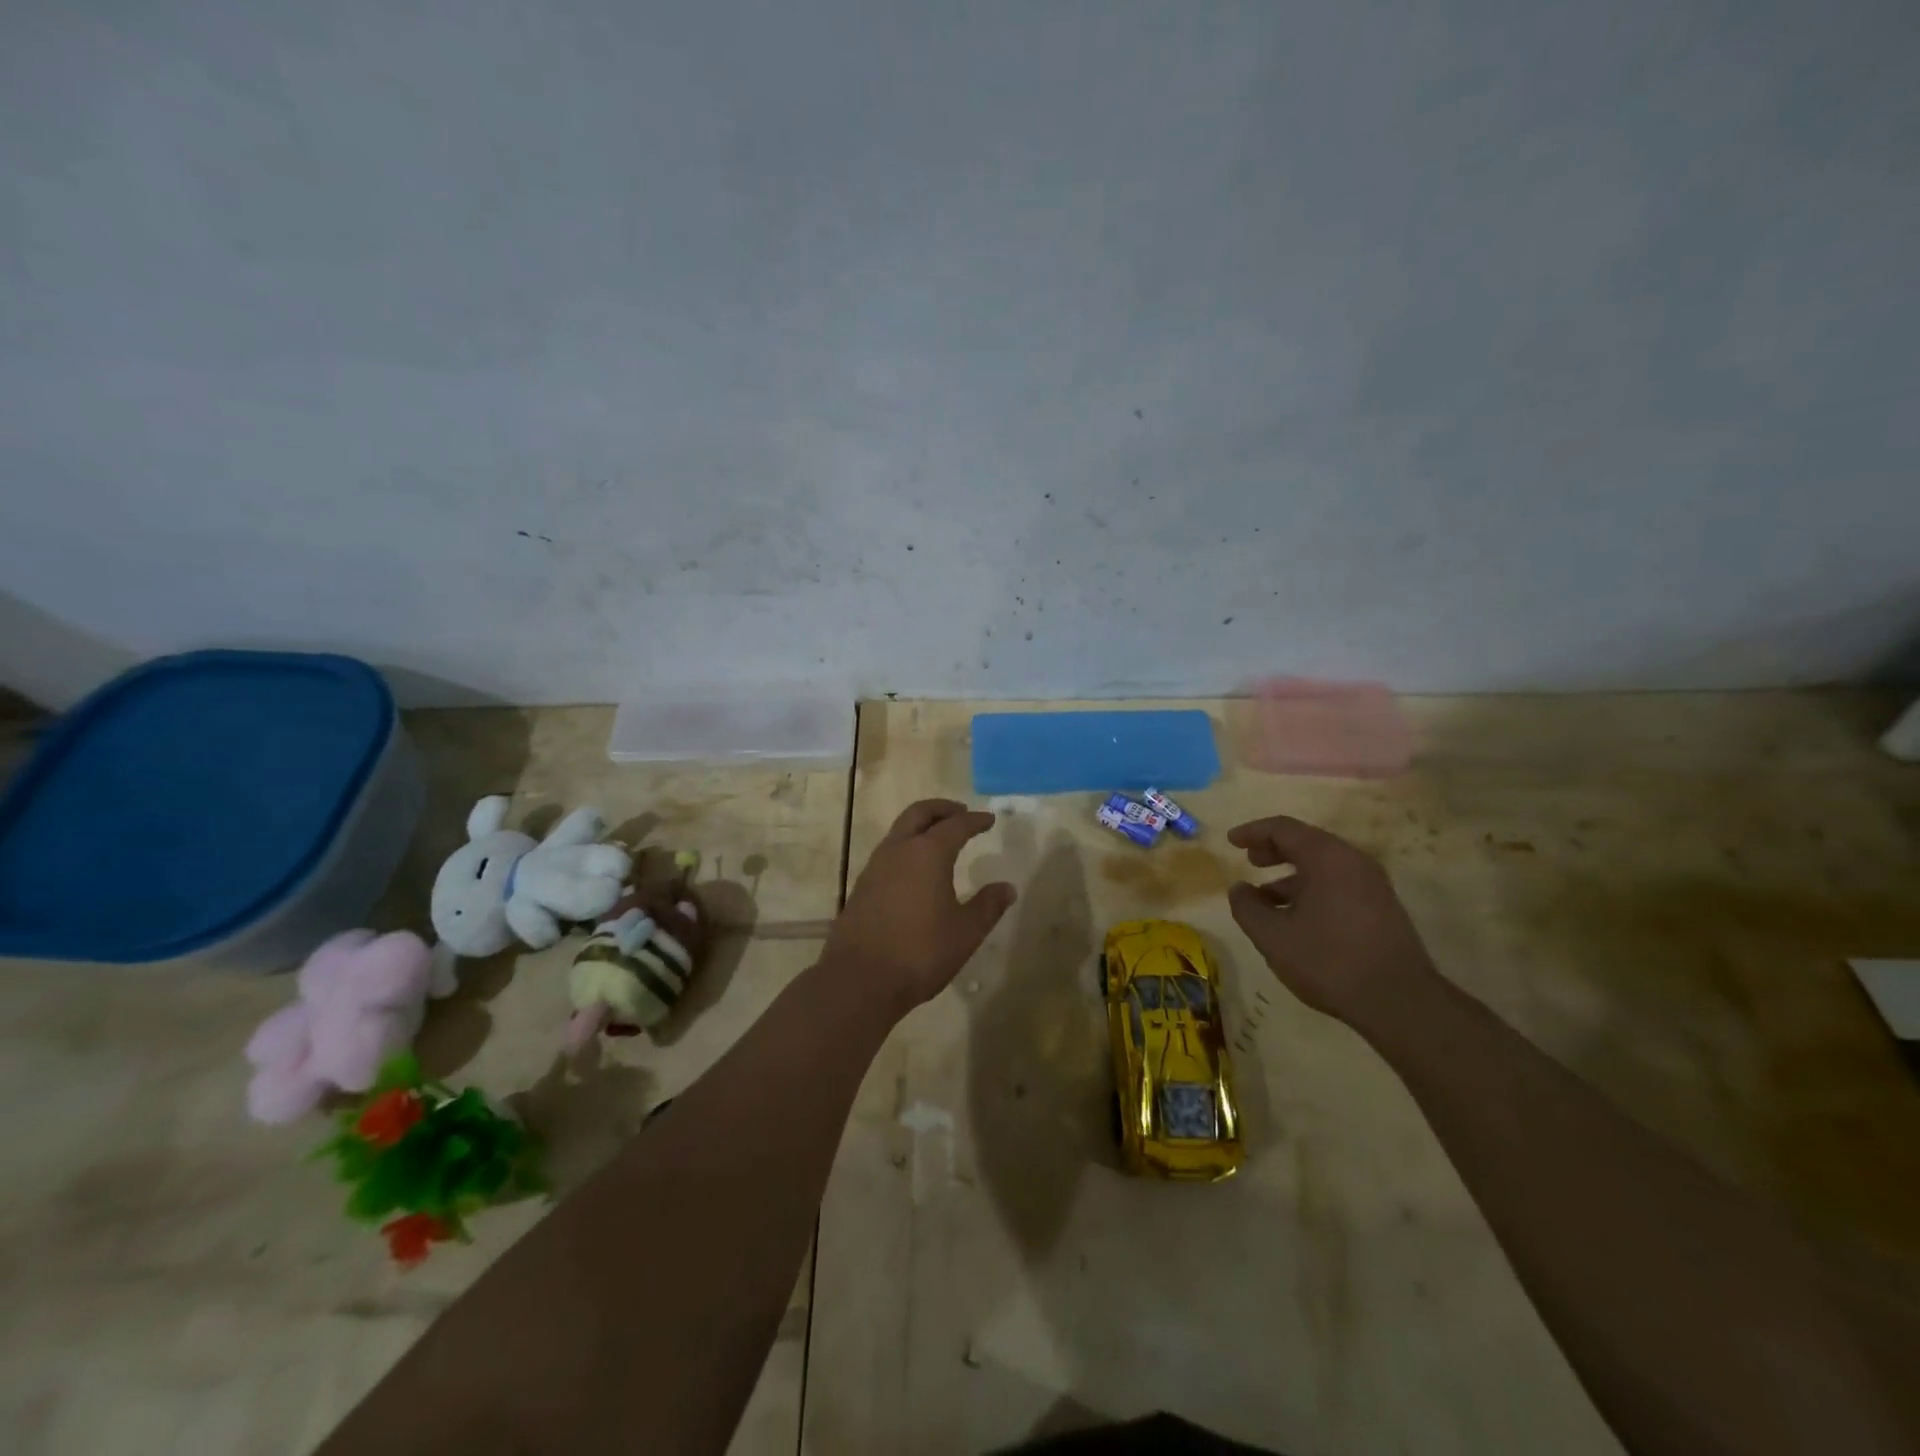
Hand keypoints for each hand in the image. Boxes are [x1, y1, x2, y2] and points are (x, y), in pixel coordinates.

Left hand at [823, 799, 1016, 1015]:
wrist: (859, 979)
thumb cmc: (920, 952)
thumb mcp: (965, 932)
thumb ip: (988, 906)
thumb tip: (1007, 888)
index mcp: (928, 854)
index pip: (956, 826)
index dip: (975, 821)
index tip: (989, 820)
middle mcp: (898, 850)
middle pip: (919, 814)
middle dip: (942, 809)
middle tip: (961, 813)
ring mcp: (875, 867)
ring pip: (899, 831)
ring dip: (921, 826)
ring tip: (939, 838)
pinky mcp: (861, 887)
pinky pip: (888, 853)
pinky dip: (906, 847)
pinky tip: (915, 870)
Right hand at [1226, 815, 1438, 1030]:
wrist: (1400, 1002)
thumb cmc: (1329, 961)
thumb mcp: (1273, 936)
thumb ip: (1247, 907)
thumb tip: (1239, 889)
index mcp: (1327, 858)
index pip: (1283, 828)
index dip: (1253, 831)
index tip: (1230, 841)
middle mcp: (1353, 861)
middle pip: (1306, 842)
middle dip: (1273, 849)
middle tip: (1250, 862)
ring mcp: (1372, 884)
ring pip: (1323, 865)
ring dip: (1291, 874)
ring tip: (1266, 898)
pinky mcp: (1382, 907)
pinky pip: (1338, 883)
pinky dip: (1311, 888)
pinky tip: (1296, 917)